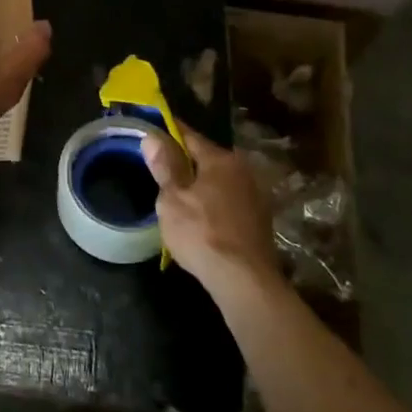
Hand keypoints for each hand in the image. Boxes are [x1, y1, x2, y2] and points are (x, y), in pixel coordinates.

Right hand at [143, 127, 279, 293]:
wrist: (245, 281)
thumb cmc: (202, 234)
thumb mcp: (172, 200)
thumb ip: (164, 166)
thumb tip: (153, 136)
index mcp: (220, 159)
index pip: (189, 135)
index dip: (168, 132)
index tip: (152, 130)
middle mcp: (242, 170)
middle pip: (206, 157)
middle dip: (185, 160)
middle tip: (160, 168)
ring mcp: (255, 195)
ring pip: (219, 180)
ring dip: (200, 183)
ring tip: (178, 194)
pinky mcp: (259, 219)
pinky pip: (229, 199)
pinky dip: (213, 202)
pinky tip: (201, 216)